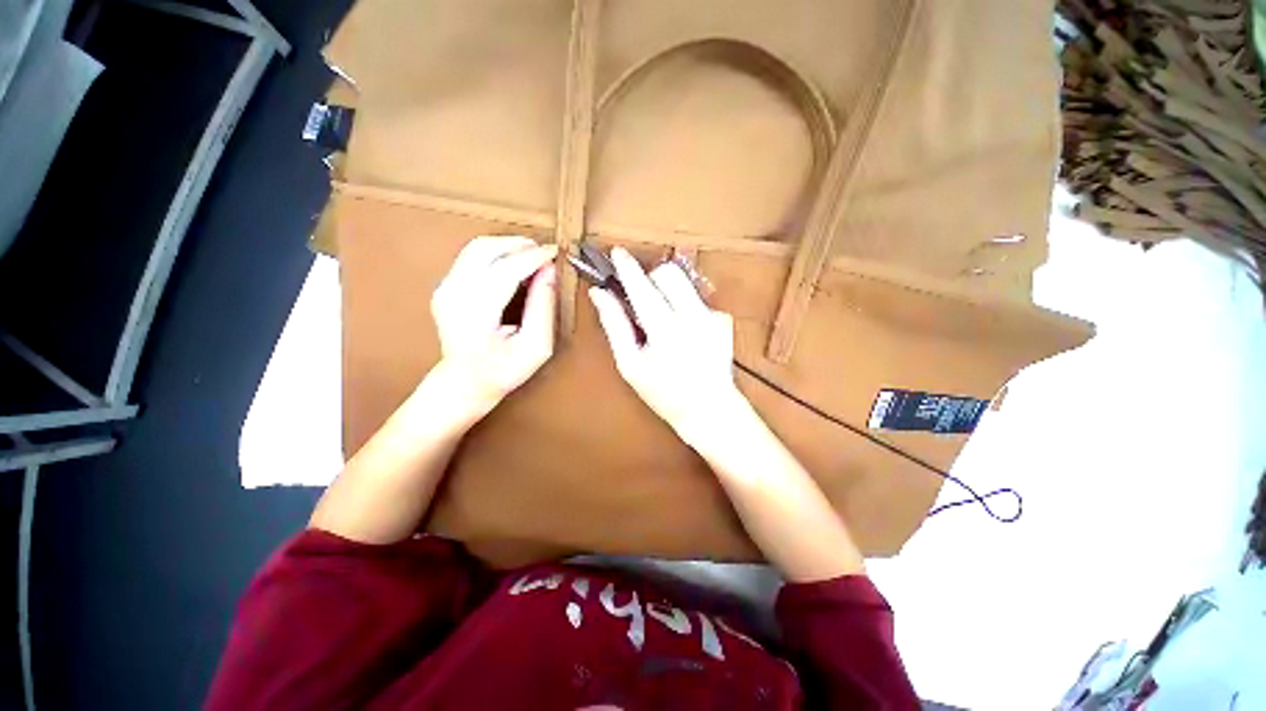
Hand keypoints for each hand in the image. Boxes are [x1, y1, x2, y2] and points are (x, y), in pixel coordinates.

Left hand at [428, 236, 557, 420]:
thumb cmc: (504, 370)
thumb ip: (544, 307)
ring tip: (533, 256)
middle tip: (545, 253)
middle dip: (520, 245)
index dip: (533, 257)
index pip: (505, 271)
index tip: (555, 253)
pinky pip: (472, 256)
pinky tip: (515, 265)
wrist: (465, 380)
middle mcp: (453, 296)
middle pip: (486, 250)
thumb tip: (550, 270)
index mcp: (475, 316)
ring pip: (477, 247)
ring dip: (508, 245)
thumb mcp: (537, 346)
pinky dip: (497, 253)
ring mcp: (444, 288)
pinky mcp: (445, 285)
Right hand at [589, 248, 746, 446]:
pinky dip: (684, 307)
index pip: (642, 288)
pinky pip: (697, 298)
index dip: (627, 268)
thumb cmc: (664, 392)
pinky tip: (684, 332)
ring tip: (663, 319)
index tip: (616, 253)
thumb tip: (600, 294)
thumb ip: (615, 325)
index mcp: (666, 331)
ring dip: (667, 291)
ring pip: (684, 282)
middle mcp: (693, 318)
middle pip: (668, 273)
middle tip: (641, 300)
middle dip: (651, 278)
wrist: (710, 409)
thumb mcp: (630, 365)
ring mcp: (713, 316)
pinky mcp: (723, 318)